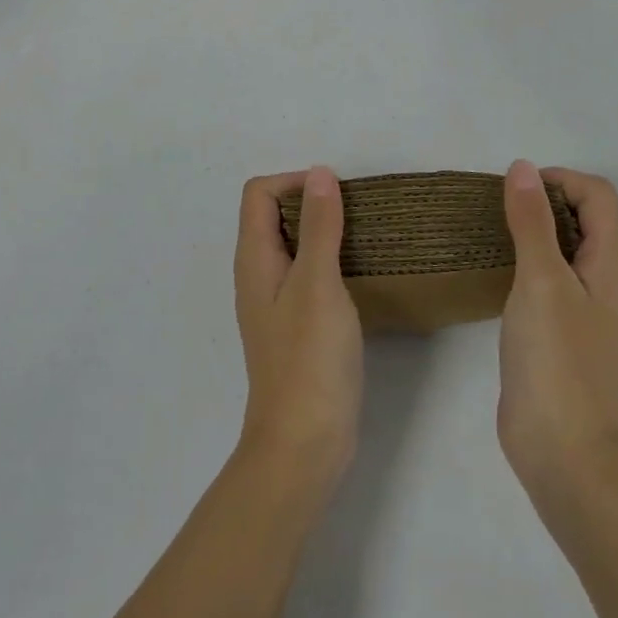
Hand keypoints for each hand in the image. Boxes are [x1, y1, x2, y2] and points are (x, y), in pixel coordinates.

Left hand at [234, 167, 363, 502]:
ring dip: (324, 231)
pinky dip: (329, 261)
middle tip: (355, 214)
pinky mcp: (296, 326)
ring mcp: (276, 302)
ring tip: (362, 237)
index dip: (293, 182)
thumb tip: (319, 173)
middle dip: (312, 202)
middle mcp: (259, 274)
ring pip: (294, 245)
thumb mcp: (318, 284)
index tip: (334, 196)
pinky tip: (359, 274)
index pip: (259, 193)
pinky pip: (307, 274)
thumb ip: (320, 226)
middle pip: (274, 215)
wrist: (303, 445)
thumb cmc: (309, 360)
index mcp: (254, 259)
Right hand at [498, 160, 617, 498]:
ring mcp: (587, 305)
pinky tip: (500, 270)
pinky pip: (553, 273)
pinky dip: (530, 257)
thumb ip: (531, 221)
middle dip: (545, 199)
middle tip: (501, 210)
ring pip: (567, 244)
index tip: (516, 192)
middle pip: (586, 214)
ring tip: (495, 233)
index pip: (598, 194)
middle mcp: (608, 277)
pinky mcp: (565, 326)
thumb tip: (522, 167)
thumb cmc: (555, 358)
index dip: (559, 180)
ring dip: (535, 228)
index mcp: (614, 262)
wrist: (562, 449)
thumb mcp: (540, 279)